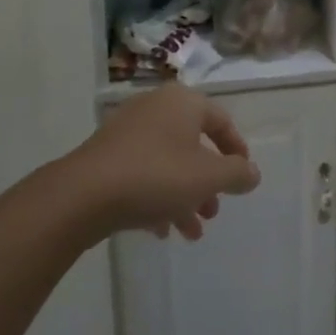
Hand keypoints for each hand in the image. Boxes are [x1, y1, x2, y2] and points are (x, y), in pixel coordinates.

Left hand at [70, 85, 260, 240]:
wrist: (83, 195)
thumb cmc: (156, 175)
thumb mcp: (209, 177)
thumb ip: (237, 174)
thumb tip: (252, 173)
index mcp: (183, 102)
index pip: (222, 121)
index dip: (237, 151)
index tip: (243, 179)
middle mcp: (156, 108)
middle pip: (193, 145)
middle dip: (207, 183)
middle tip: (213, 212)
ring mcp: (127, 131)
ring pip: (168, 163)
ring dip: (184, 196)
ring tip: (191, 232)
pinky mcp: (105, 156)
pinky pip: (142, 173)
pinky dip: (156, 197)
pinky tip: (160, 231)